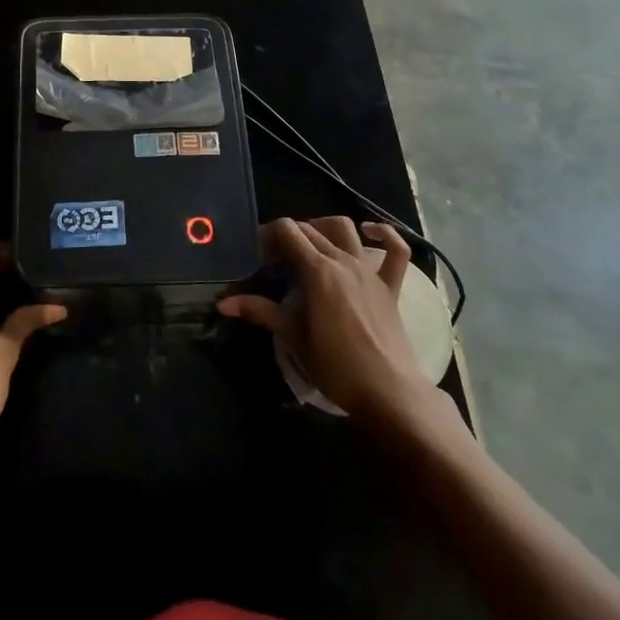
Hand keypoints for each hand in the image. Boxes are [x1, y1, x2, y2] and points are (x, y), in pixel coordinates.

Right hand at [218, 217, 454, 433]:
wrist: (389, 392)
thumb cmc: (336, 367)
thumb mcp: (293, 338)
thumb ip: (260, 312)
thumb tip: (223, 303)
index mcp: (317, 271)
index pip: (287, 231)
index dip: (268, 235)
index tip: (258, 255)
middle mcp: (343, 261)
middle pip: (310, 230)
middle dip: (288, 236)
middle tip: (275, 260)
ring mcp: (369, 271)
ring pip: (345, 229)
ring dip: (324, 227)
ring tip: (311, 244)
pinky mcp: (390, 286)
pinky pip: (397, 251)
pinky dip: (385, 234)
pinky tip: (369, 231)